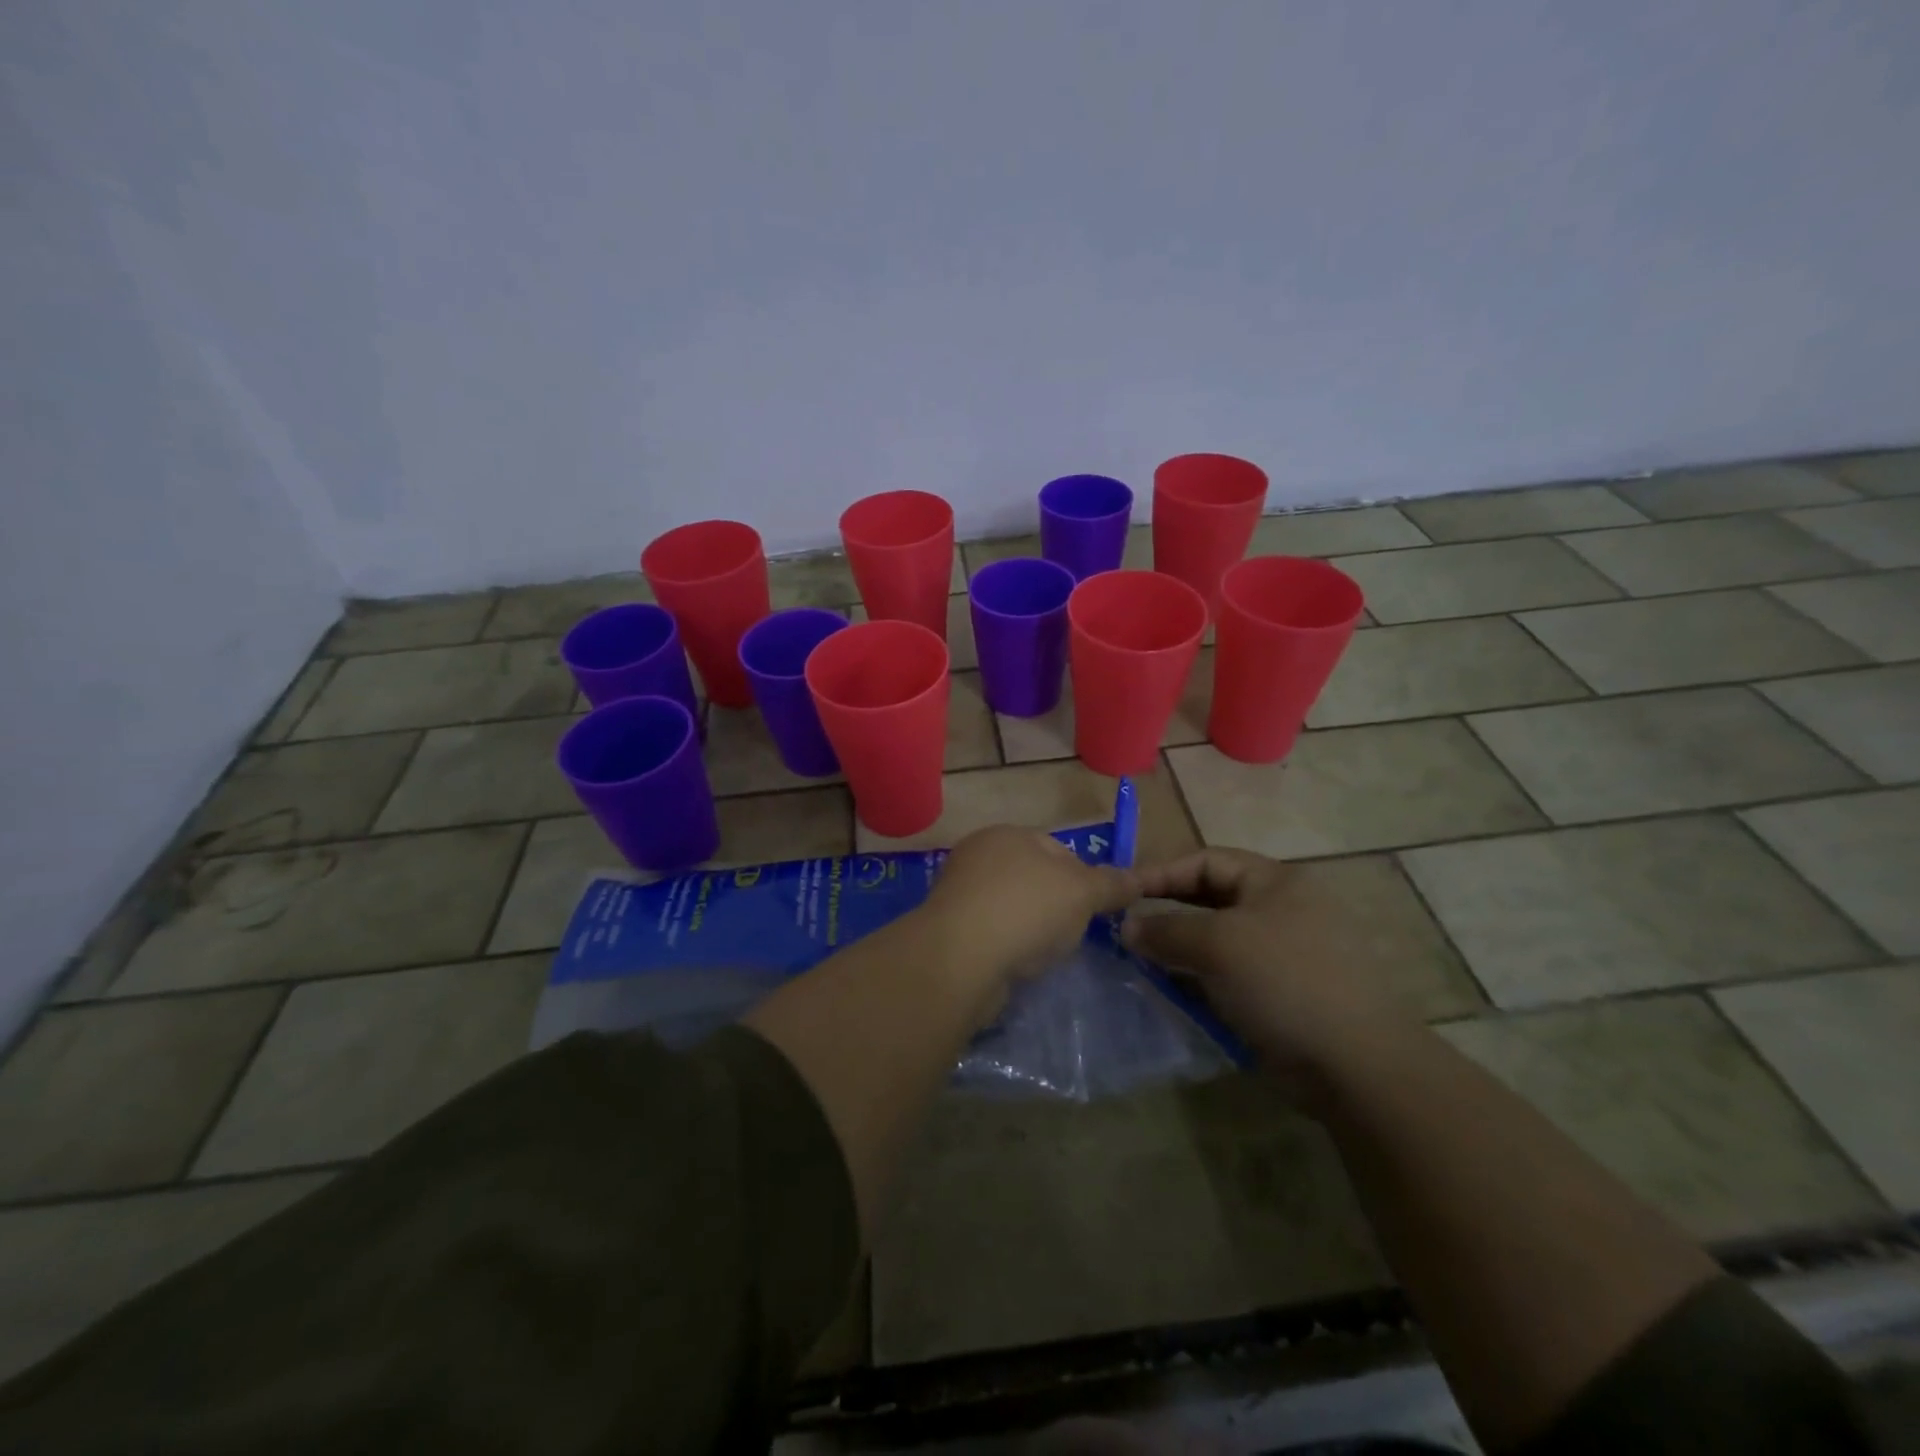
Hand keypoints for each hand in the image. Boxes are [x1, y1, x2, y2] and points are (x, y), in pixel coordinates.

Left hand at [923, 826, 1139, 983]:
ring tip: (1042, 953)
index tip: (1095, 909)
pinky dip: (1006, 947)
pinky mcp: (948, 930)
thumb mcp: (1082, 893)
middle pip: (1032, 879)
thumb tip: (1138, 878)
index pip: (1056, 848)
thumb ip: (1111, 884)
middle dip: (1055, 905)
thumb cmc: (1026, 910)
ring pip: (1010, 908)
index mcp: (1007, 834)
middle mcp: (977, 856)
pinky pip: (990, 934)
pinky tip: (1015, 965)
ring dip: (1029, 928)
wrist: (960, 959)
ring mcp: (958, 893)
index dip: (1083, 877)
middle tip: (1071, 933)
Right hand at [1122, 847, 1417, 1095]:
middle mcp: (1280, 910)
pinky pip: (1227, 975)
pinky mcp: (1280, 993)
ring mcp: (1282, 954)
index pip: (1205, 861)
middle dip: (1166, 913)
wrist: (1356, 1065)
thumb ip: (1165, 929)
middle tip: (1124, 929)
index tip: (1120, 893)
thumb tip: (1126, 927)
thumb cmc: (1284, 982)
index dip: (1161, 873)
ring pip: (1215, 941)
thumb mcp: (1217, 944)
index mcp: (1274, 881)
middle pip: (1209, 899)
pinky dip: (1197, 979)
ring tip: (1140, 963)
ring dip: (1178, 950)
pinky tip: (1171, 992)